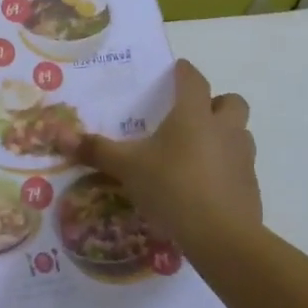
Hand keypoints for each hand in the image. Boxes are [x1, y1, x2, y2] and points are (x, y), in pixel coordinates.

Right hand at [63, 59, 261, 256]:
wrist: (222, 237)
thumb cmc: (172, 187)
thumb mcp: (126, 167)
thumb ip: (95, 150)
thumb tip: (57, 134)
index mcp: (193, 115)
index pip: (194, 79)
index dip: (184, 72)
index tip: (176, 70)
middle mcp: (223, 129)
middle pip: (231, 102)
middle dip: (216, 103)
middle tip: (192, 115)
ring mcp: (242, 158)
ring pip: (240, 134)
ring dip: (224, 135)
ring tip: (197, 151)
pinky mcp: (251, 187)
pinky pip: (240, 167)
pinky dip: (226, 169)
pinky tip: (205, 186)